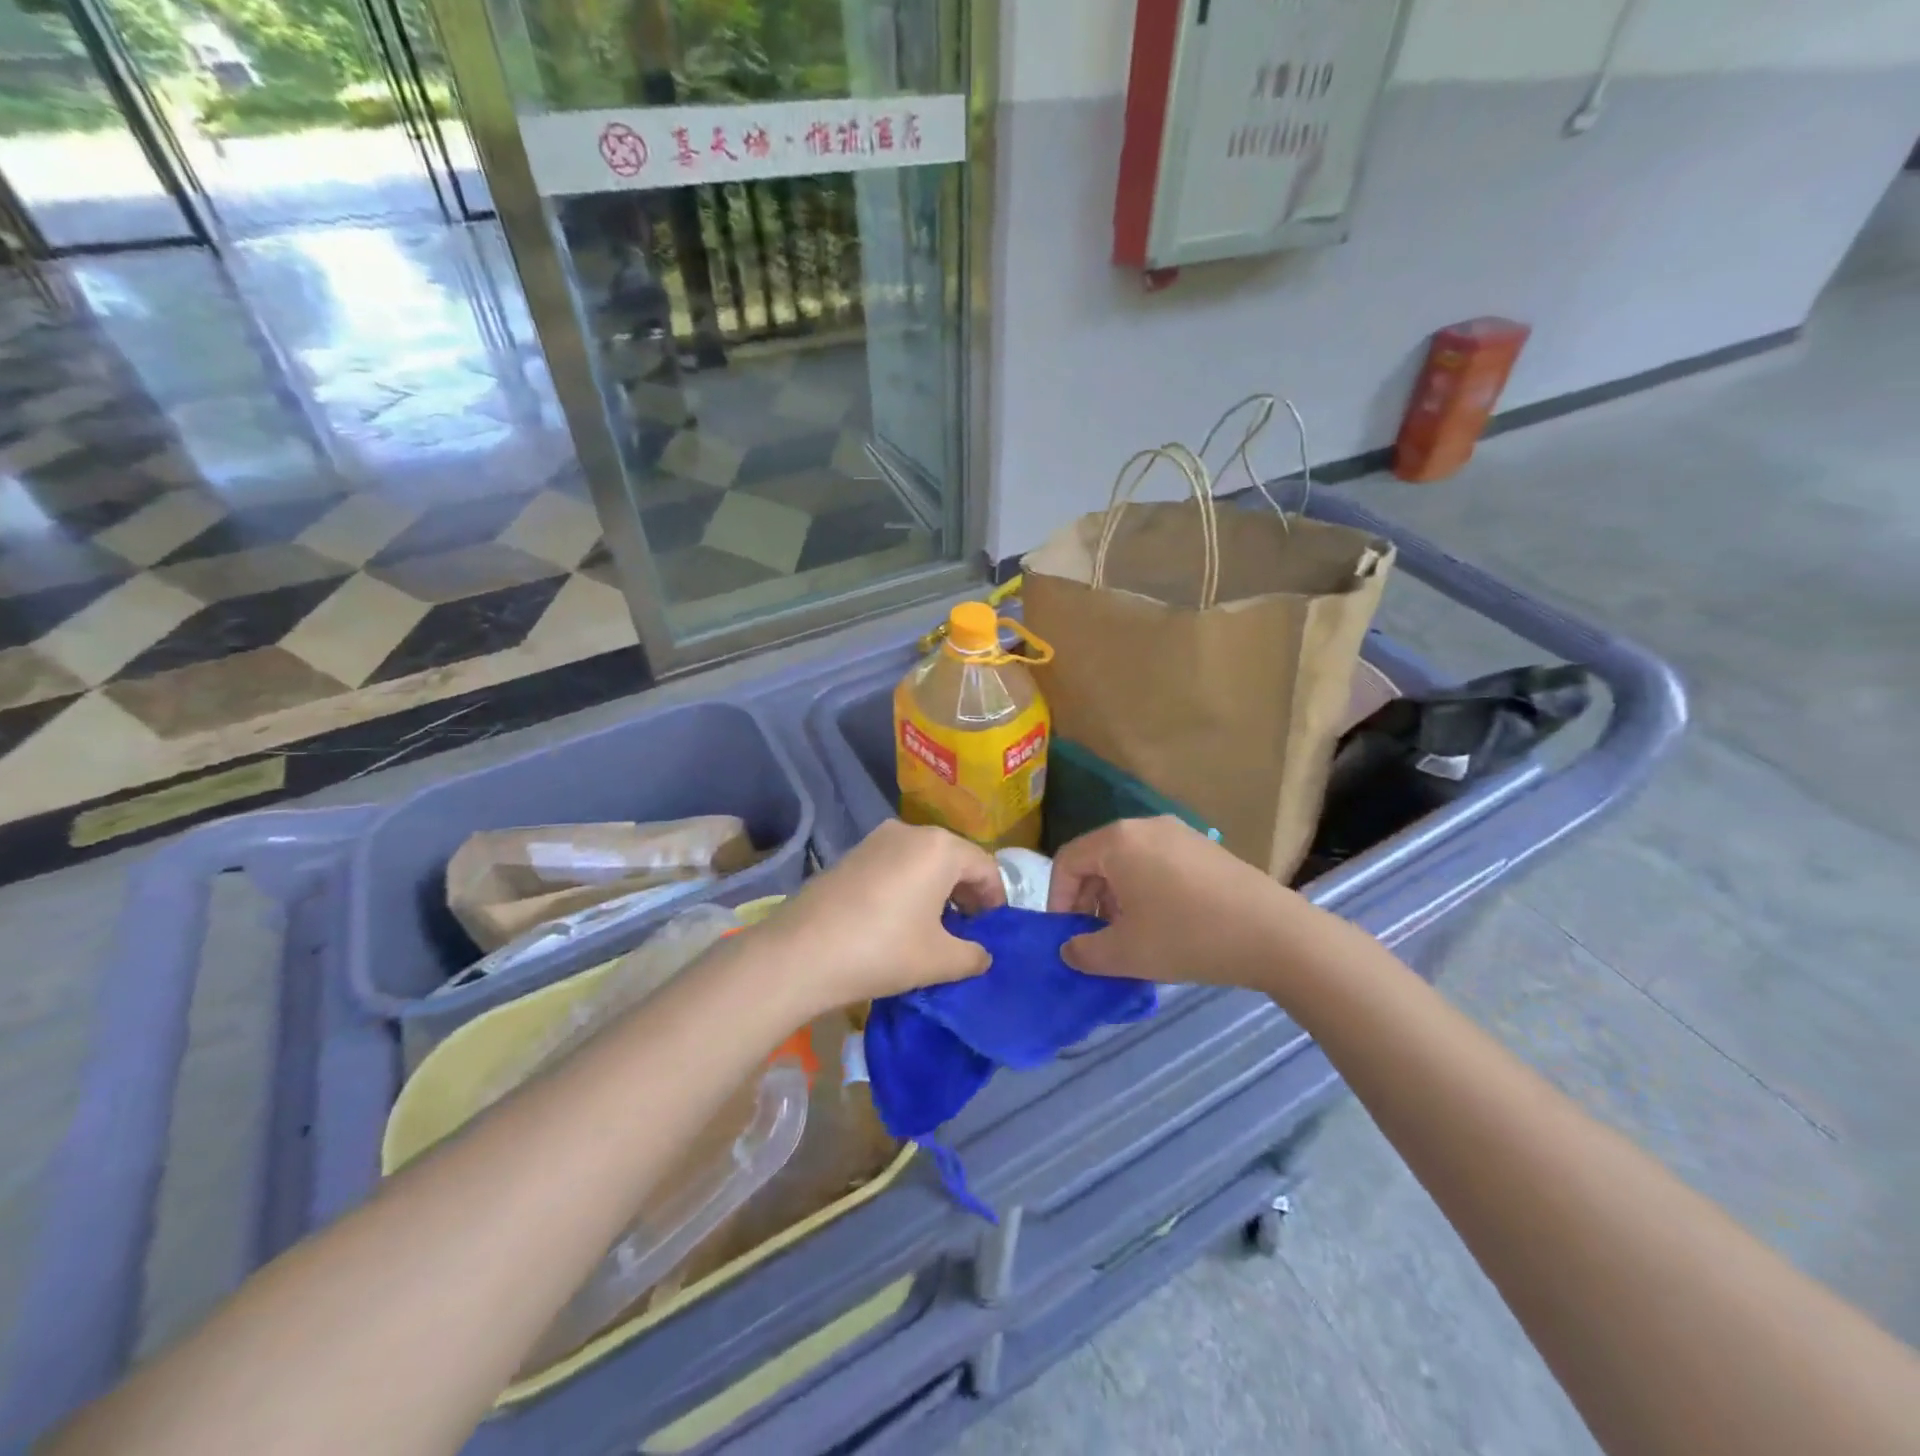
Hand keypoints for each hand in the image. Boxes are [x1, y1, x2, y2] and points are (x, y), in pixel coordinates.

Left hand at [766, 821, 1004, 1010]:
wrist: (801, 952)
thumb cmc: (883, 950)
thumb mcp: (939, 960)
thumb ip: (973, 955)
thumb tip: (983, 955)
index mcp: (940, 848)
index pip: (985, 867)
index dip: (996, 900)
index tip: (994, 930)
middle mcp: (911, 832)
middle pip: (954, 858)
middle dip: (967, 892)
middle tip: (969, 930)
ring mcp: (877, 840)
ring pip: (923, 860)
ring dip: (937, 889)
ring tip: (935, 926)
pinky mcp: (852, 854)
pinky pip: (895, 864)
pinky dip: (909, 885)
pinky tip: (900, 918)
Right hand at [1048, 816, 1309, 987]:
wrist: (1275, 934)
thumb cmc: (1187, 937)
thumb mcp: (1126, 953)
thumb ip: (1085, 952)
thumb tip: (1069, 949)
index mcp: (1118, 841)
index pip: (1067, 861)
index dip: (1058, 899)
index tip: (1066, 935)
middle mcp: (1145, 826)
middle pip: (1098, 858)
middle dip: (1088, 899)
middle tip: (1096, 937)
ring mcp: (1179, 833)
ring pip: (1129, 861)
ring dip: (1116, 897)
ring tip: (1130, 935)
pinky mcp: (1205, 848)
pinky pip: (1158, 863)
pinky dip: (1145, 889)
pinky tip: (1164, 923)